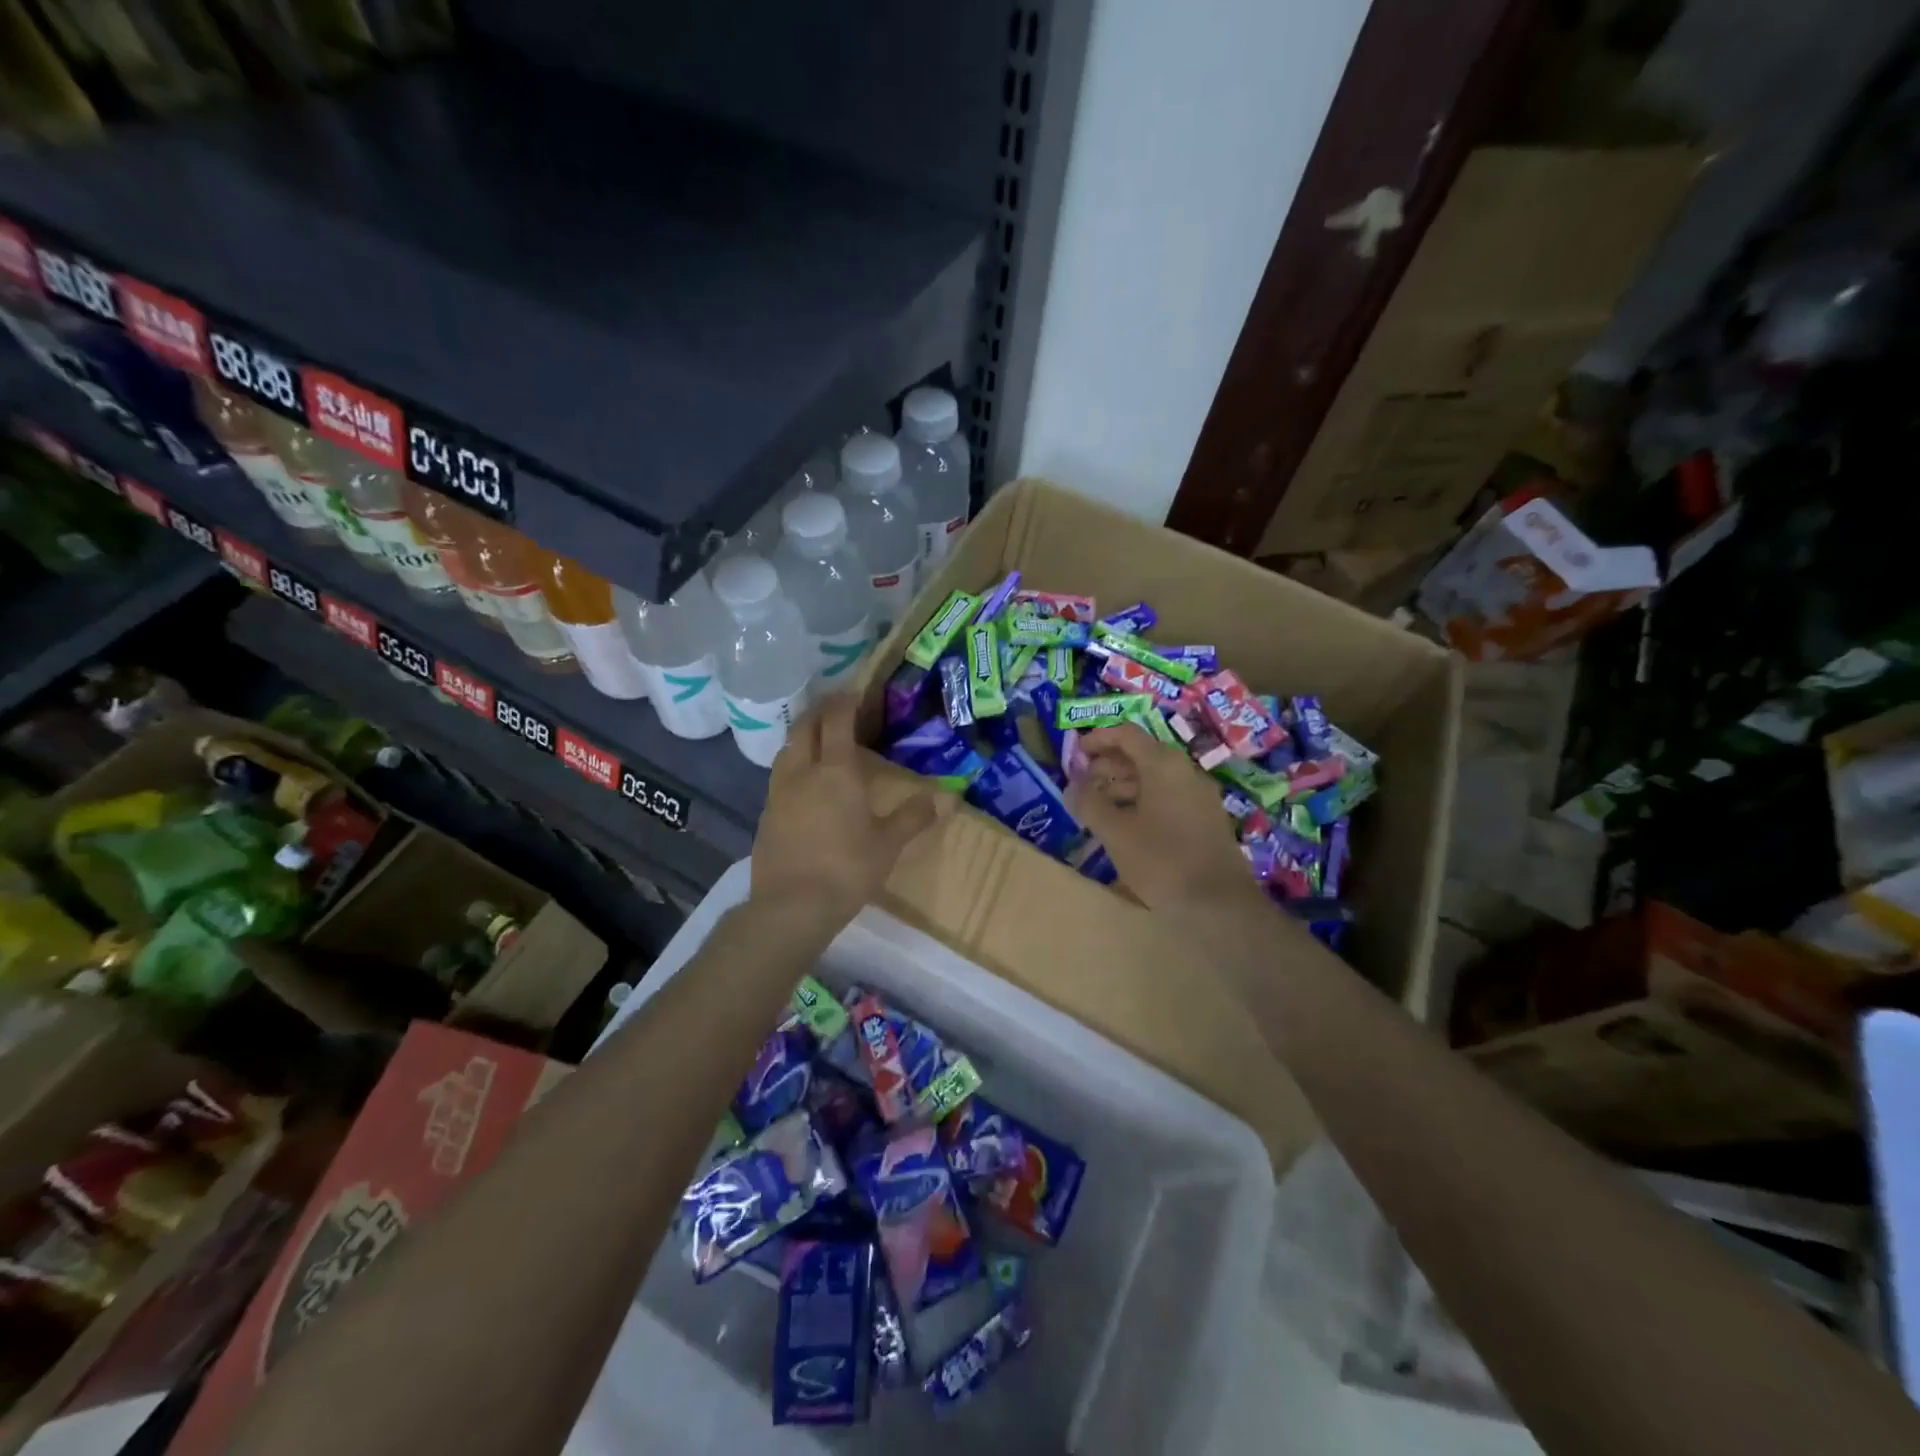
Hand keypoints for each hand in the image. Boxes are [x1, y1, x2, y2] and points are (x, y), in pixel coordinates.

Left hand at [751, 694, 947, 924]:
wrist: (790, 906)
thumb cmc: (846, 869)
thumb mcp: (888, 844)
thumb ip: (914, 816)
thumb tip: (946, 798)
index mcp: (836, 771)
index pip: (837, 721)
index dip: (845, 701)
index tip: (854, 690)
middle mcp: (803, 771)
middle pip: (805, 726)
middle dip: (820, 710)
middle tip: (835, 707)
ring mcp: (779, 791)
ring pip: (787, 748)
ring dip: (802, 735)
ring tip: (818, 738)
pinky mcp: (765, 813)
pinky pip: (779, 774)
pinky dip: (792, 763)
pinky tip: (803, 780)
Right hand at [1067, 724, 1265, 914]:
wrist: (1220, 903)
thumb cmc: (1162, 860)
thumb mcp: (1116, 832)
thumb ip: (1089, 804)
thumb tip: (1071, 787)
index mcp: (1163, 765)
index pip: (1126, 734)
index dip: (1098, 739)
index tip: (1075, 754)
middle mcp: (1185, 771)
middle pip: (1141, 754)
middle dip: (1108, 765)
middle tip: (1082, 784)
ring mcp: (1199, 795)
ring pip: (1154, 778)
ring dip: (1123, 786)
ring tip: (1098, 807)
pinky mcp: (1205, 818)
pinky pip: (1168, 796)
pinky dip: (1142, 801)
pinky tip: (1126, 826)